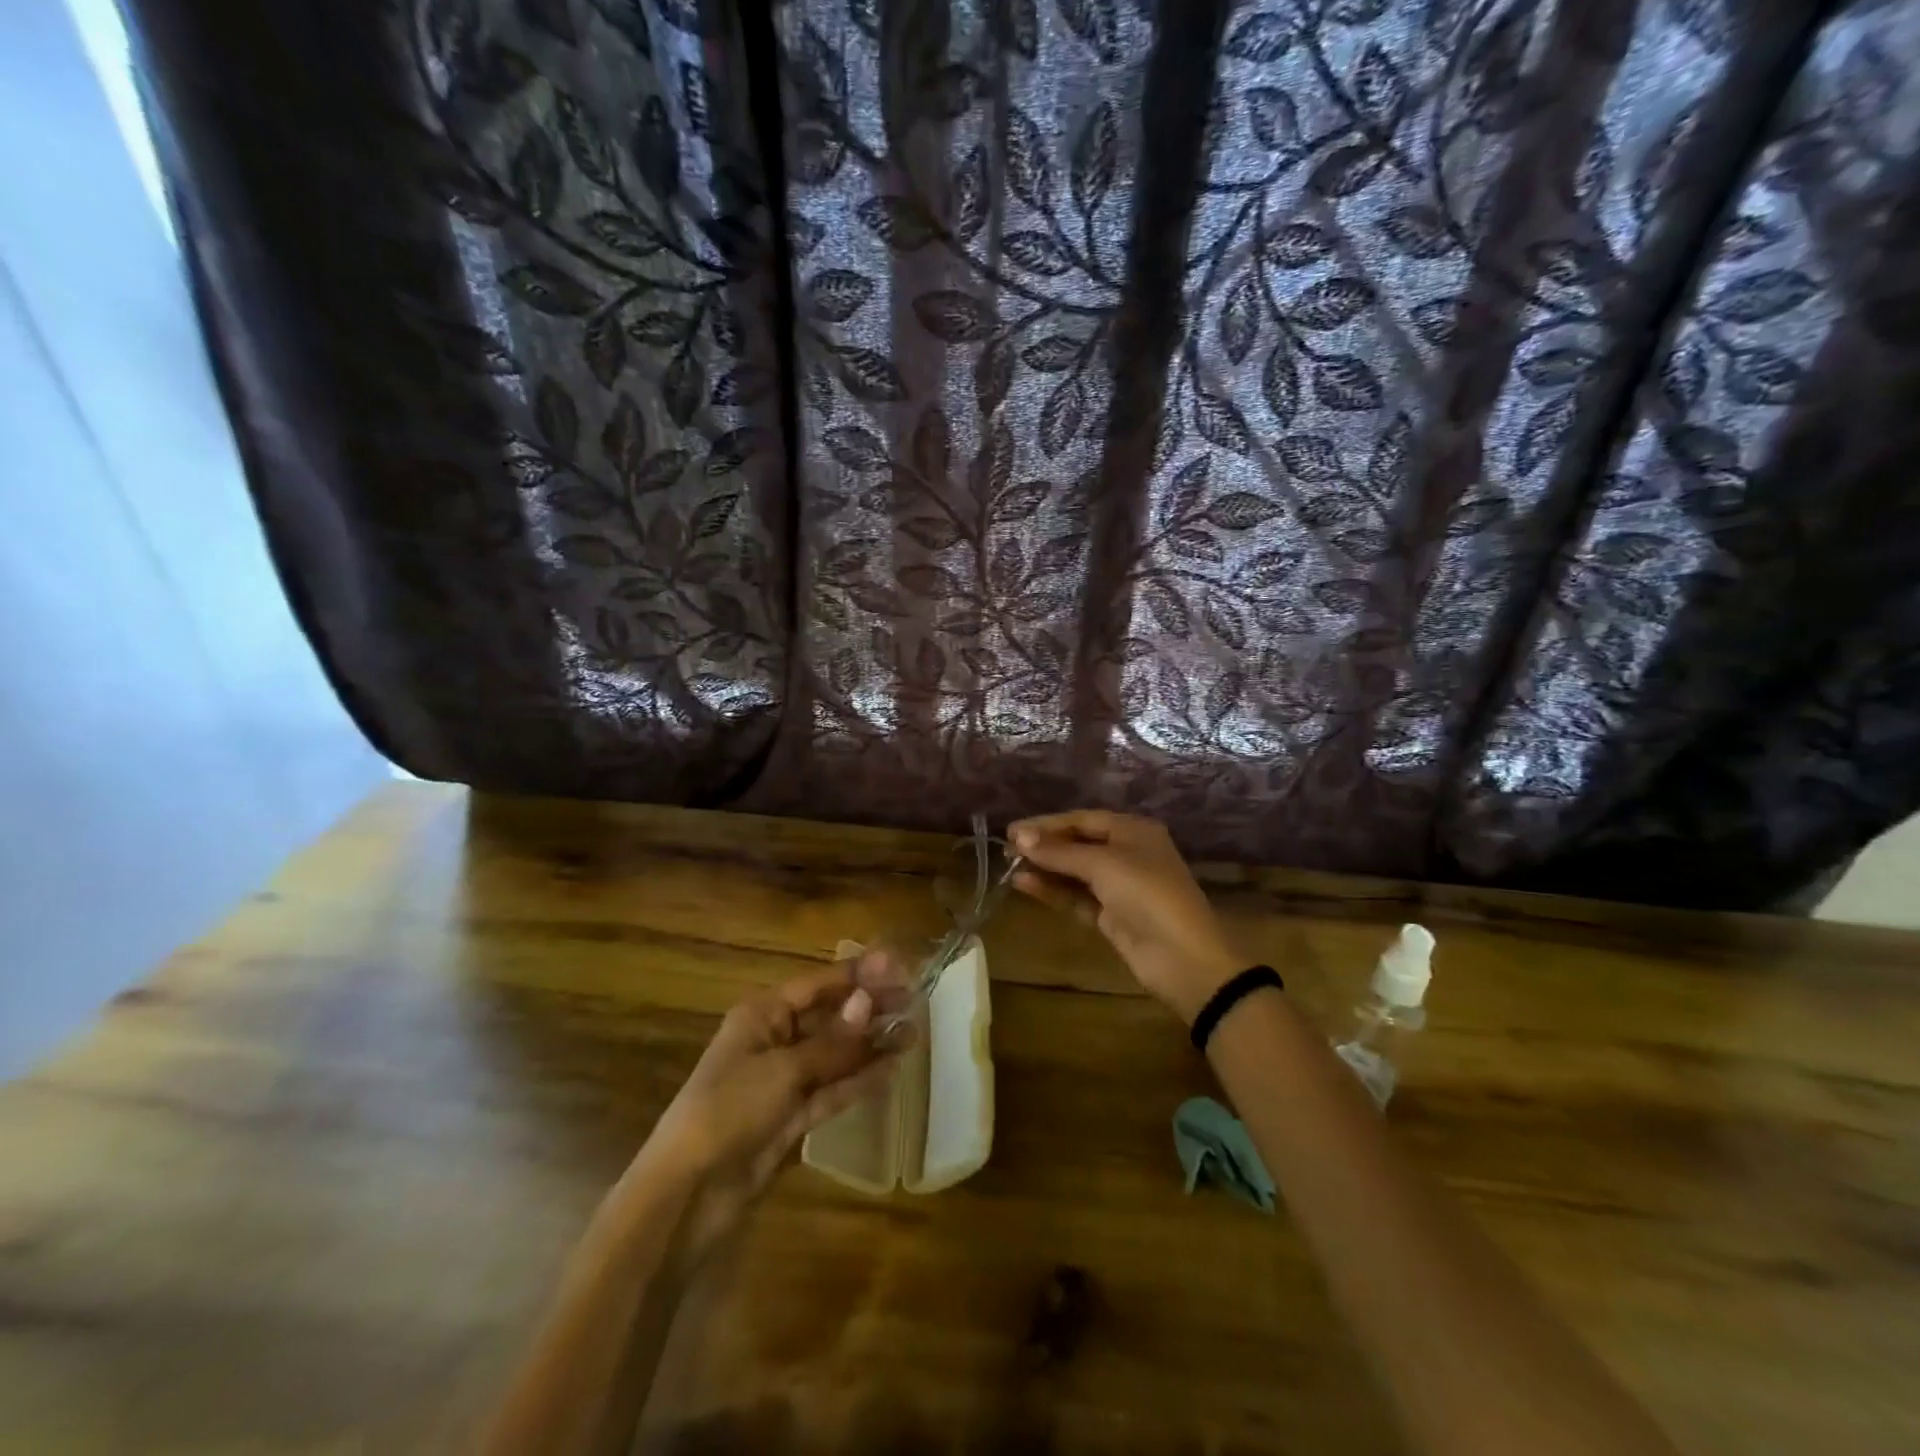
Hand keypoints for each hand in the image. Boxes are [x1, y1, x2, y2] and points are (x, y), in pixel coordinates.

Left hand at [639, 964, 903, 1266]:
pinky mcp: (794, 1116)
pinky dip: (860, 1079)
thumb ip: (832, 1041)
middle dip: (869, 1008)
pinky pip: (833, 1089)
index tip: (899, 967)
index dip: (858, 975)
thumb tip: (869, 1002)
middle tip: (914, 1001)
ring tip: (913, 1033)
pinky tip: (892, 1069)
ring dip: (871, 1044)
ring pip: (836, 1054)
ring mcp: (786, 1080)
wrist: (690, 1193)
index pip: (819, 984)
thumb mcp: (784, 1070)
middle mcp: (776, 1039)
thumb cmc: (730, 1110)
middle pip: (830, 1016)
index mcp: (763, 1014)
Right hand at [1009, 810, 1240, 1022]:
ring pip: (1074, 872)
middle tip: (1007, 848)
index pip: (1083, 819)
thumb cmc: (1147, 893)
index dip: (1048, 823)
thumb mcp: (1103, 865)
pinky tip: (1025, 884)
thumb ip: (1059, 852)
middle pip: (1078, 844)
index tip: (1013, 830)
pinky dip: (1053, 890)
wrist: (1183, 957)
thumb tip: (1019, 836)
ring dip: (1045, 868)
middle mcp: (1127, 853)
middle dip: (1044, 845)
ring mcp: (1119, 886)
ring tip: (1009, 866)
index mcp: (1133, 831)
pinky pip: (1076, 896)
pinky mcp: (1111, 915)